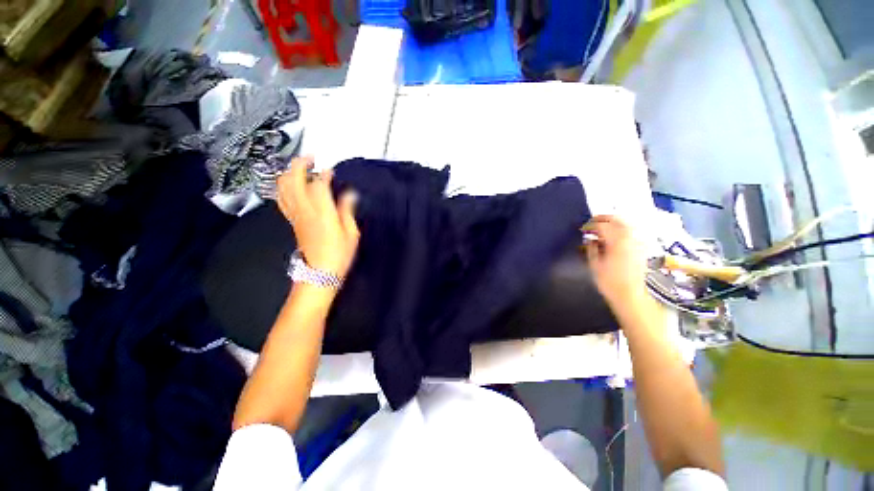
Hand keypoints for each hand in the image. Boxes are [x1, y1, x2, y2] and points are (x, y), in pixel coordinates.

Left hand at [276, 157, 359, 277]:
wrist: (319, 273)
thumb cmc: (339, 254)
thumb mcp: (351, 233)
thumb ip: (347, 211)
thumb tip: (349, 194)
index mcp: (322, 213)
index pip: (318, 184)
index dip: (324, 174)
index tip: (331, 169)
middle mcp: (304, 210)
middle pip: (293, 180)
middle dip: (300, 164)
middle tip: (311, 158)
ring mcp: (295, 215)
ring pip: (283, 187)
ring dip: (289, 173)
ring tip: (301, 169)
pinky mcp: (291, 221)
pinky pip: (282, 199)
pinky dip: (284, 187)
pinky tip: (291, 185)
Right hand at [582, 215, 648, 307]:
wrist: (631, 296)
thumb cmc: (609, 282)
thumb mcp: (594, 265)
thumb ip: (591, 248)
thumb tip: (590, 239)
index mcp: (616, 241)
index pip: (602, 225)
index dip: (590, 225)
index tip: (583, 229)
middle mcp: (630, 238)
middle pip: (617, 219)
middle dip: (603, 218)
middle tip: (592, 223)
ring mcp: (638, 242)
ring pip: (627, 224)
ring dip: (614, 222)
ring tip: (603, 227)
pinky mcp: (642, 248)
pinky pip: (633, 232)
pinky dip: (624, 229)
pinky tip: (616, 235)